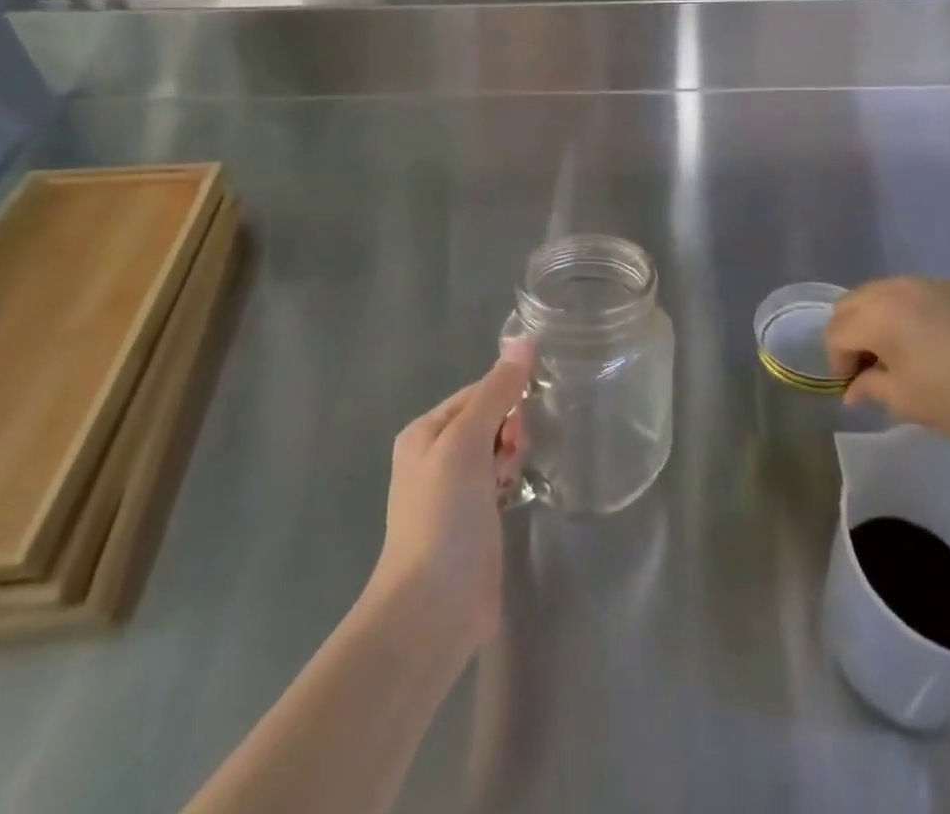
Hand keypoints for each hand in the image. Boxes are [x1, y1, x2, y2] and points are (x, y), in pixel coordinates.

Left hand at [369, 338, 533, 657]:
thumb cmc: (444, 515)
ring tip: (515, 477)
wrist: (432, 609)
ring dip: (512, 456)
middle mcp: (436, 457)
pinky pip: (500, 482)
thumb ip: (497, 391)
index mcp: (425, 432)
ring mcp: (454, 493)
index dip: (505, 398)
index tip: (523, 419)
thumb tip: (524, 339)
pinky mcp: (474, 522)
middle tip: (514, 454)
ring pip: (497, 451)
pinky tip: (519, 492)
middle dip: (509, 429)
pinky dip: (511, 481)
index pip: (477, 392)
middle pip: (489, 419)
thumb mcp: (467, 441)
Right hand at [825, 277, 949, 444]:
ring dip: (876, 319)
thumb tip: (853, 388)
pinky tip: (932, 342)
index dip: (837, 363)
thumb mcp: (907, 402)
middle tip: (869, 367)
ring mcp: (927, 282)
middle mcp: (895, 289)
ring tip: (898, 352)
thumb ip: (870, 388)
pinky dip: (907, 312)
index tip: (854, 387)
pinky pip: (915, 293)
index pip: (836, 333)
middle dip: (851, 334)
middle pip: (851, 304)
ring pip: (881, 293)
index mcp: (877, 316)